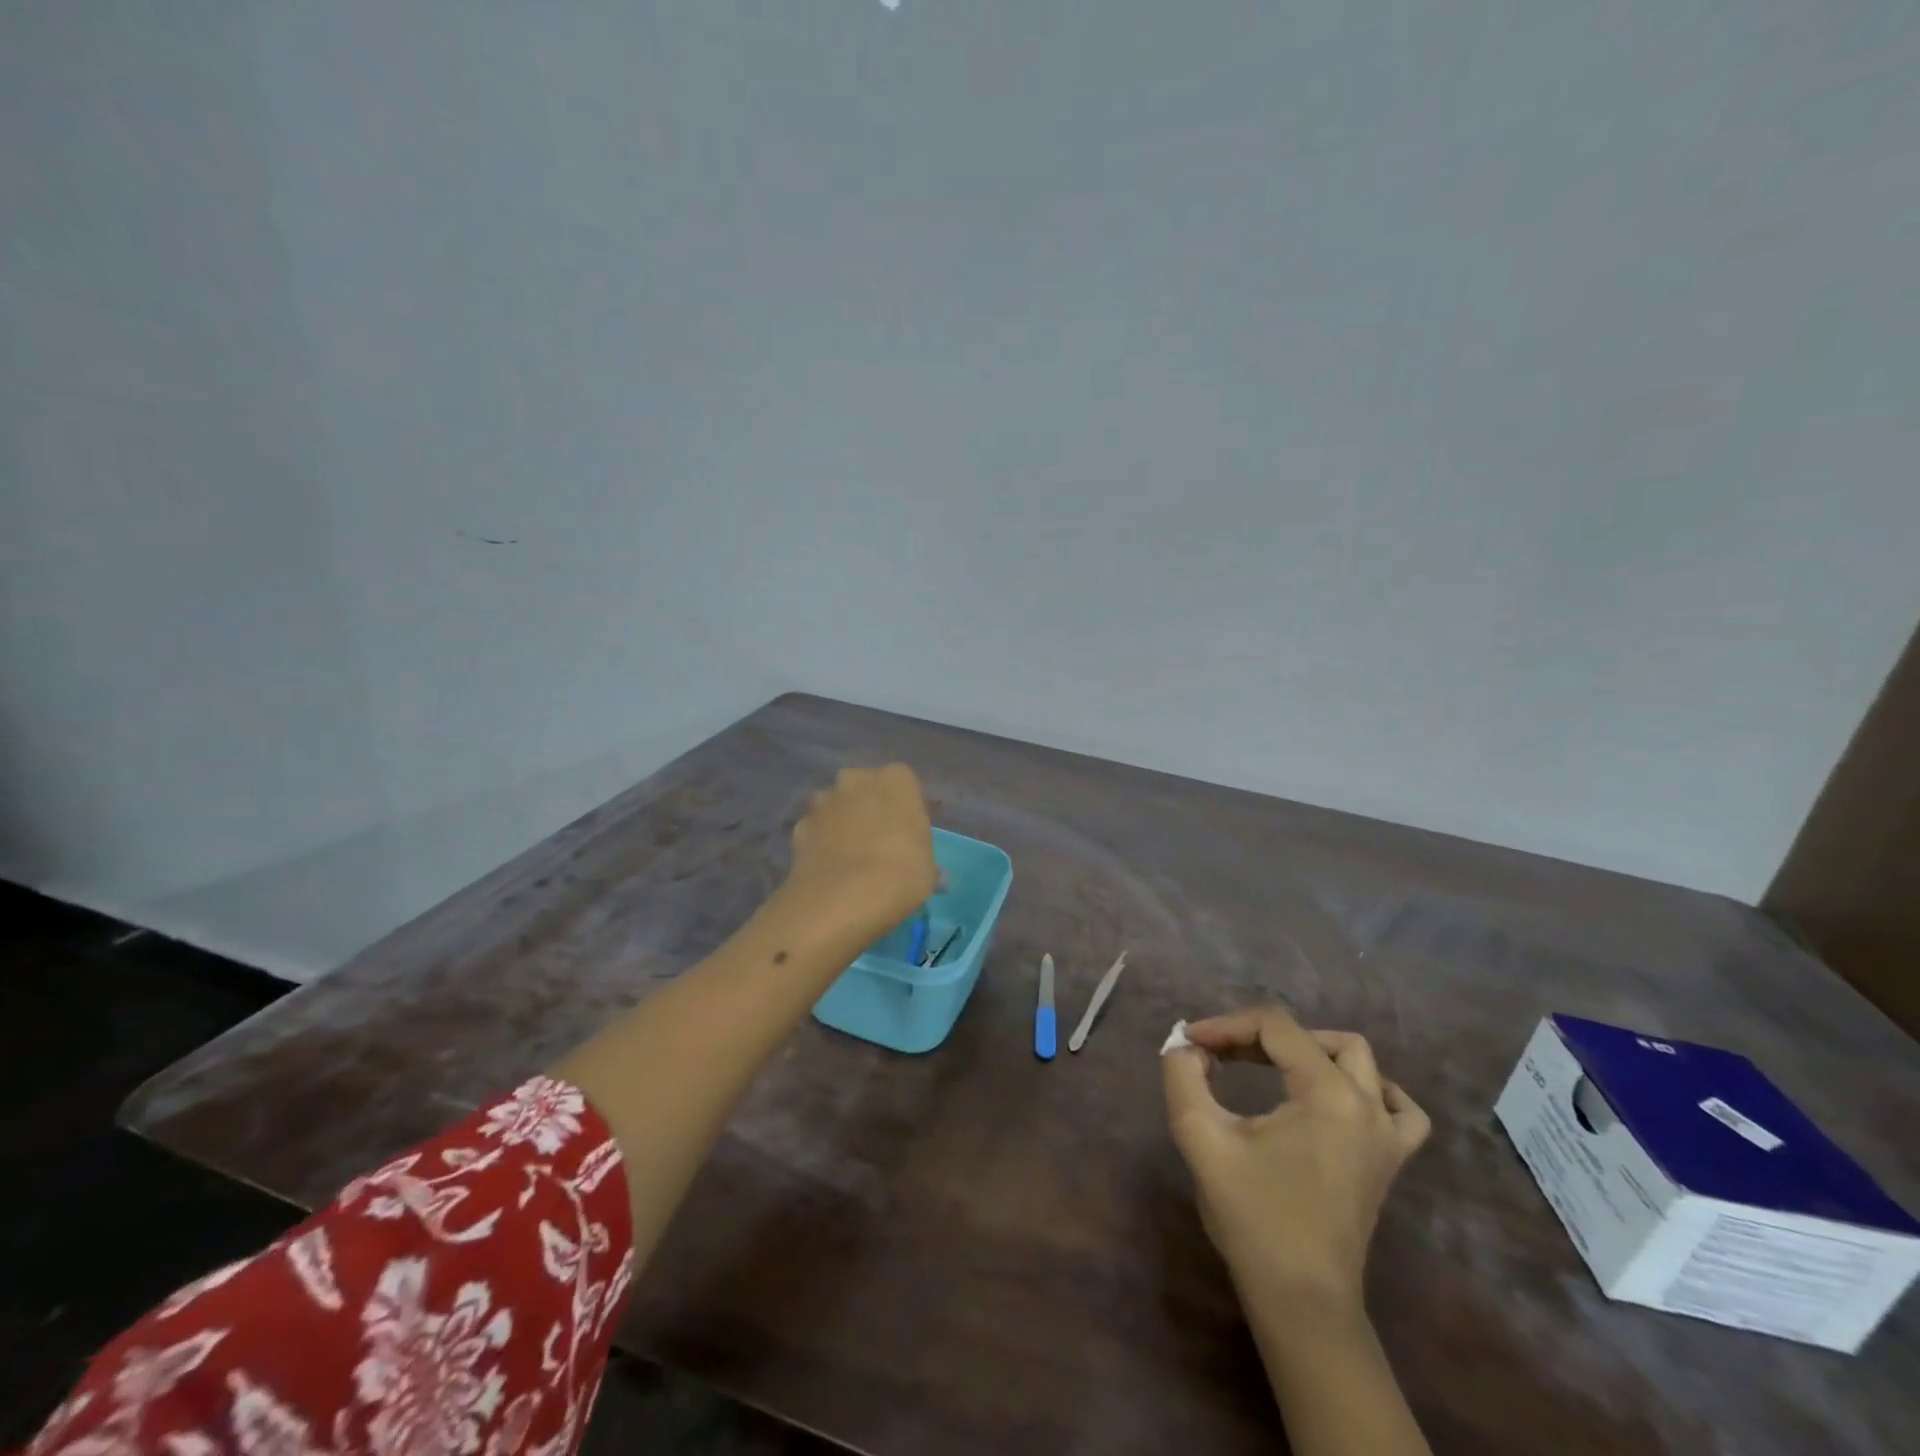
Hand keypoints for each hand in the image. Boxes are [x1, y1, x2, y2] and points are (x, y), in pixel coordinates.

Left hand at [786, 764, 937, 935]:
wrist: (843, 897)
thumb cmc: (901, 873)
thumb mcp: (929, 868)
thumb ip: (922, 856)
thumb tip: (928, 870)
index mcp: (897, 779)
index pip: (906, 786)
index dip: (908, 811)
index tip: (911, 836)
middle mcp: (857, 779)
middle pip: (867, 790)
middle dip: (871, 809)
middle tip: (881, 844)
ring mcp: (823, 800)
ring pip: (838, 807)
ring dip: (843, 824)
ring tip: (852, 860)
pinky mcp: (799, 826)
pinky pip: (817, 831)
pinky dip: (822, 844)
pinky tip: (830, 871)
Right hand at [1163, 1007, 1429, 1310]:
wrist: (1300, 1299)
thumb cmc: (1252, 1216)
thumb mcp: (1201, 1137)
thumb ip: (1184, 1077)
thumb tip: (1186, 1047)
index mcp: (1328, 1094)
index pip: (1274, 1027)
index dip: (1226, 1025)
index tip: (1190, 1043)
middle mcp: (1366, 1104)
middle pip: (1313, 1038)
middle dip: (1260, 1036)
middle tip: (1221, 1055)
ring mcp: (1386, 1135)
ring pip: (1358, 1061)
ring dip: (1310, 1051)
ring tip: (1270, 1065)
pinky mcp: (1389, 1161)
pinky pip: (1398, 1108)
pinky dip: (1370, 1089)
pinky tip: (1338, 1097)